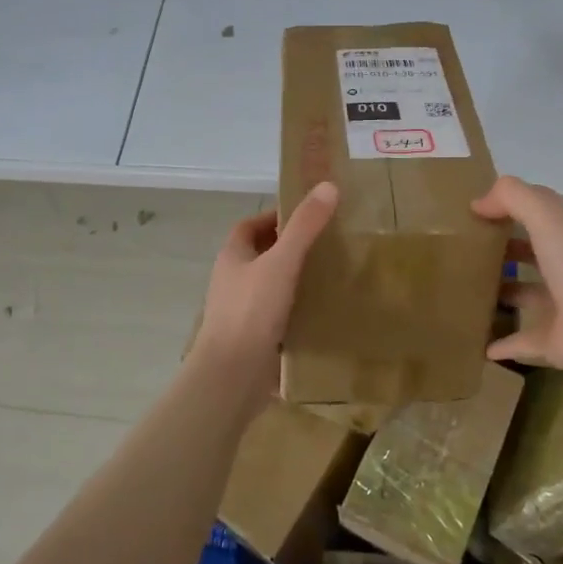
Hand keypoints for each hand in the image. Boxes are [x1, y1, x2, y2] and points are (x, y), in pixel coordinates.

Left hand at [191, 182, 338, 408]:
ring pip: (270, 286)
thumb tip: (328, 186)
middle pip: (261, 255)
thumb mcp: (282, 262)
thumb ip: (305, 226)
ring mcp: (241, 312)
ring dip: (293, 280)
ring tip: (330, 275)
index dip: (275, 217)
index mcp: (232, 257)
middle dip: (289, 248)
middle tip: (326, 243)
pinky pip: (277, 316)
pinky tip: (322, 312)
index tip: (307, 215)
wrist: (232, 377)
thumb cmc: (251, 311)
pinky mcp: (253, 339)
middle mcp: (232, 281)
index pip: (250, 226)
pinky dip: (296, 310)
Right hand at [472, 176, 562, 375]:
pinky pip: (523, 342)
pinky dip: (503, 344)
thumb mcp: (545, 215)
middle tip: (470, 251)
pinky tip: (480, 345)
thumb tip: (478, 204)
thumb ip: (512, 197)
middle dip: (509, 251)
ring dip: (505, 295)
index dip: (512, 210)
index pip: (540, 217)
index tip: (477, 214)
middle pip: (534, 256)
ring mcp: (562, 309)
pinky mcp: (554, 343)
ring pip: (528, 298)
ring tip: (470, 292)